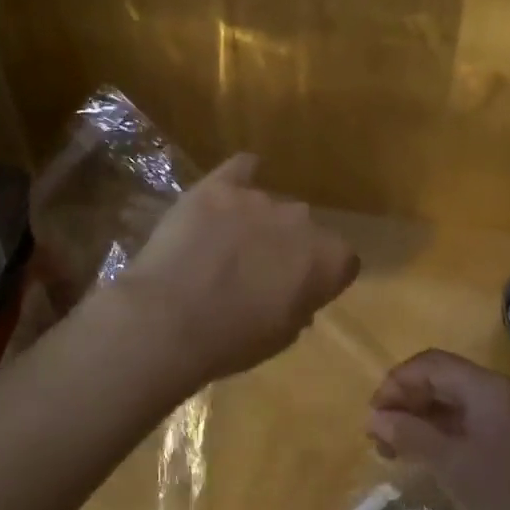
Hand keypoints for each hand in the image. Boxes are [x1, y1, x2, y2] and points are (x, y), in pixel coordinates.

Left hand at [104, 154, 359, 391]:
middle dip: (287, 246)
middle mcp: (301, 219)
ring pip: (268, 205)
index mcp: (326, 259)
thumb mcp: (281, 338)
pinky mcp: (218, 186)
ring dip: (255, 223)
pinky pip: (241, 168)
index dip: (322, 274)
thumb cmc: (231, 341)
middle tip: (258, 272)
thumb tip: (297, 295)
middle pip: (303, 228)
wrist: (168, 320)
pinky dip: (239, 178)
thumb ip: (300, 307)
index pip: (342, 258)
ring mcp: (258, 198)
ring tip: (223, 248)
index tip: (302, 290)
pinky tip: (227, 192)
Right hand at [368, 350, 509, 509]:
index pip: (430, 364)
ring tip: (394, 448)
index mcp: (486, 387)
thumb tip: (374, 417)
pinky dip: (441, 434)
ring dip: (421, 419)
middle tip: (379, 434)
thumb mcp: (451, 464)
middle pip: (441, 379)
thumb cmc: (507, 497)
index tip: (373, 416)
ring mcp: (509, 418)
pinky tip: (425, 457)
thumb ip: (410, 433)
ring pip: (453, 403)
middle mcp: (498, 393)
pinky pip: (468, 423)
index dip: (396, 383)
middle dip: (406, 400)